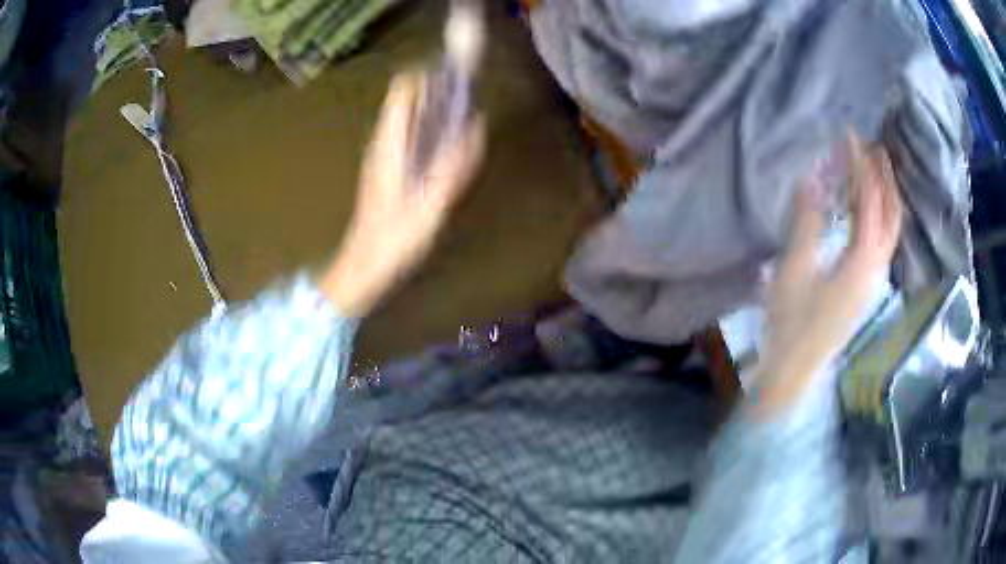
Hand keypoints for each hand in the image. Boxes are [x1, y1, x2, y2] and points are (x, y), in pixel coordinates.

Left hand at [321, 73, 485, 316]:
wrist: (365, 265)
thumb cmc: (394, 238)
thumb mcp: (429, 204)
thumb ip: (453, 167)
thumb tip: (475, 128)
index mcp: (389, 145)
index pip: (402, 92)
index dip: (427, 77)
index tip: (455, 76)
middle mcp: (383, 143)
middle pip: (407, 102)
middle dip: (436, 92)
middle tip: (467, 98)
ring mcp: (383, 156)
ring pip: (408, 119)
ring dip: (434, 111)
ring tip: (463, 118)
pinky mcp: (386, 170)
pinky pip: (409, 138)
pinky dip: (428, 132)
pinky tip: (446, 148)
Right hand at [756, 133, 902, 412]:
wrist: (795, 369)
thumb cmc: (792, 322)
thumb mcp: (794, 270)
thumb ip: (806, 223)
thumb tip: (810, 178)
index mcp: (861, 261)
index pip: (869, 203)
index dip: (861, 166)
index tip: (851, 137)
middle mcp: (877, 268)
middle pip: (891, 215)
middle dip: (885, 178)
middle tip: (875, 146)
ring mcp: (874, 280)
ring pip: (891, 230)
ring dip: (887, 196)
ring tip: (877, 170)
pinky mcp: (867, 288)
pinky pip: (883, 242)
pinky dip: (882, 217)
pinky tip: (870, 210)